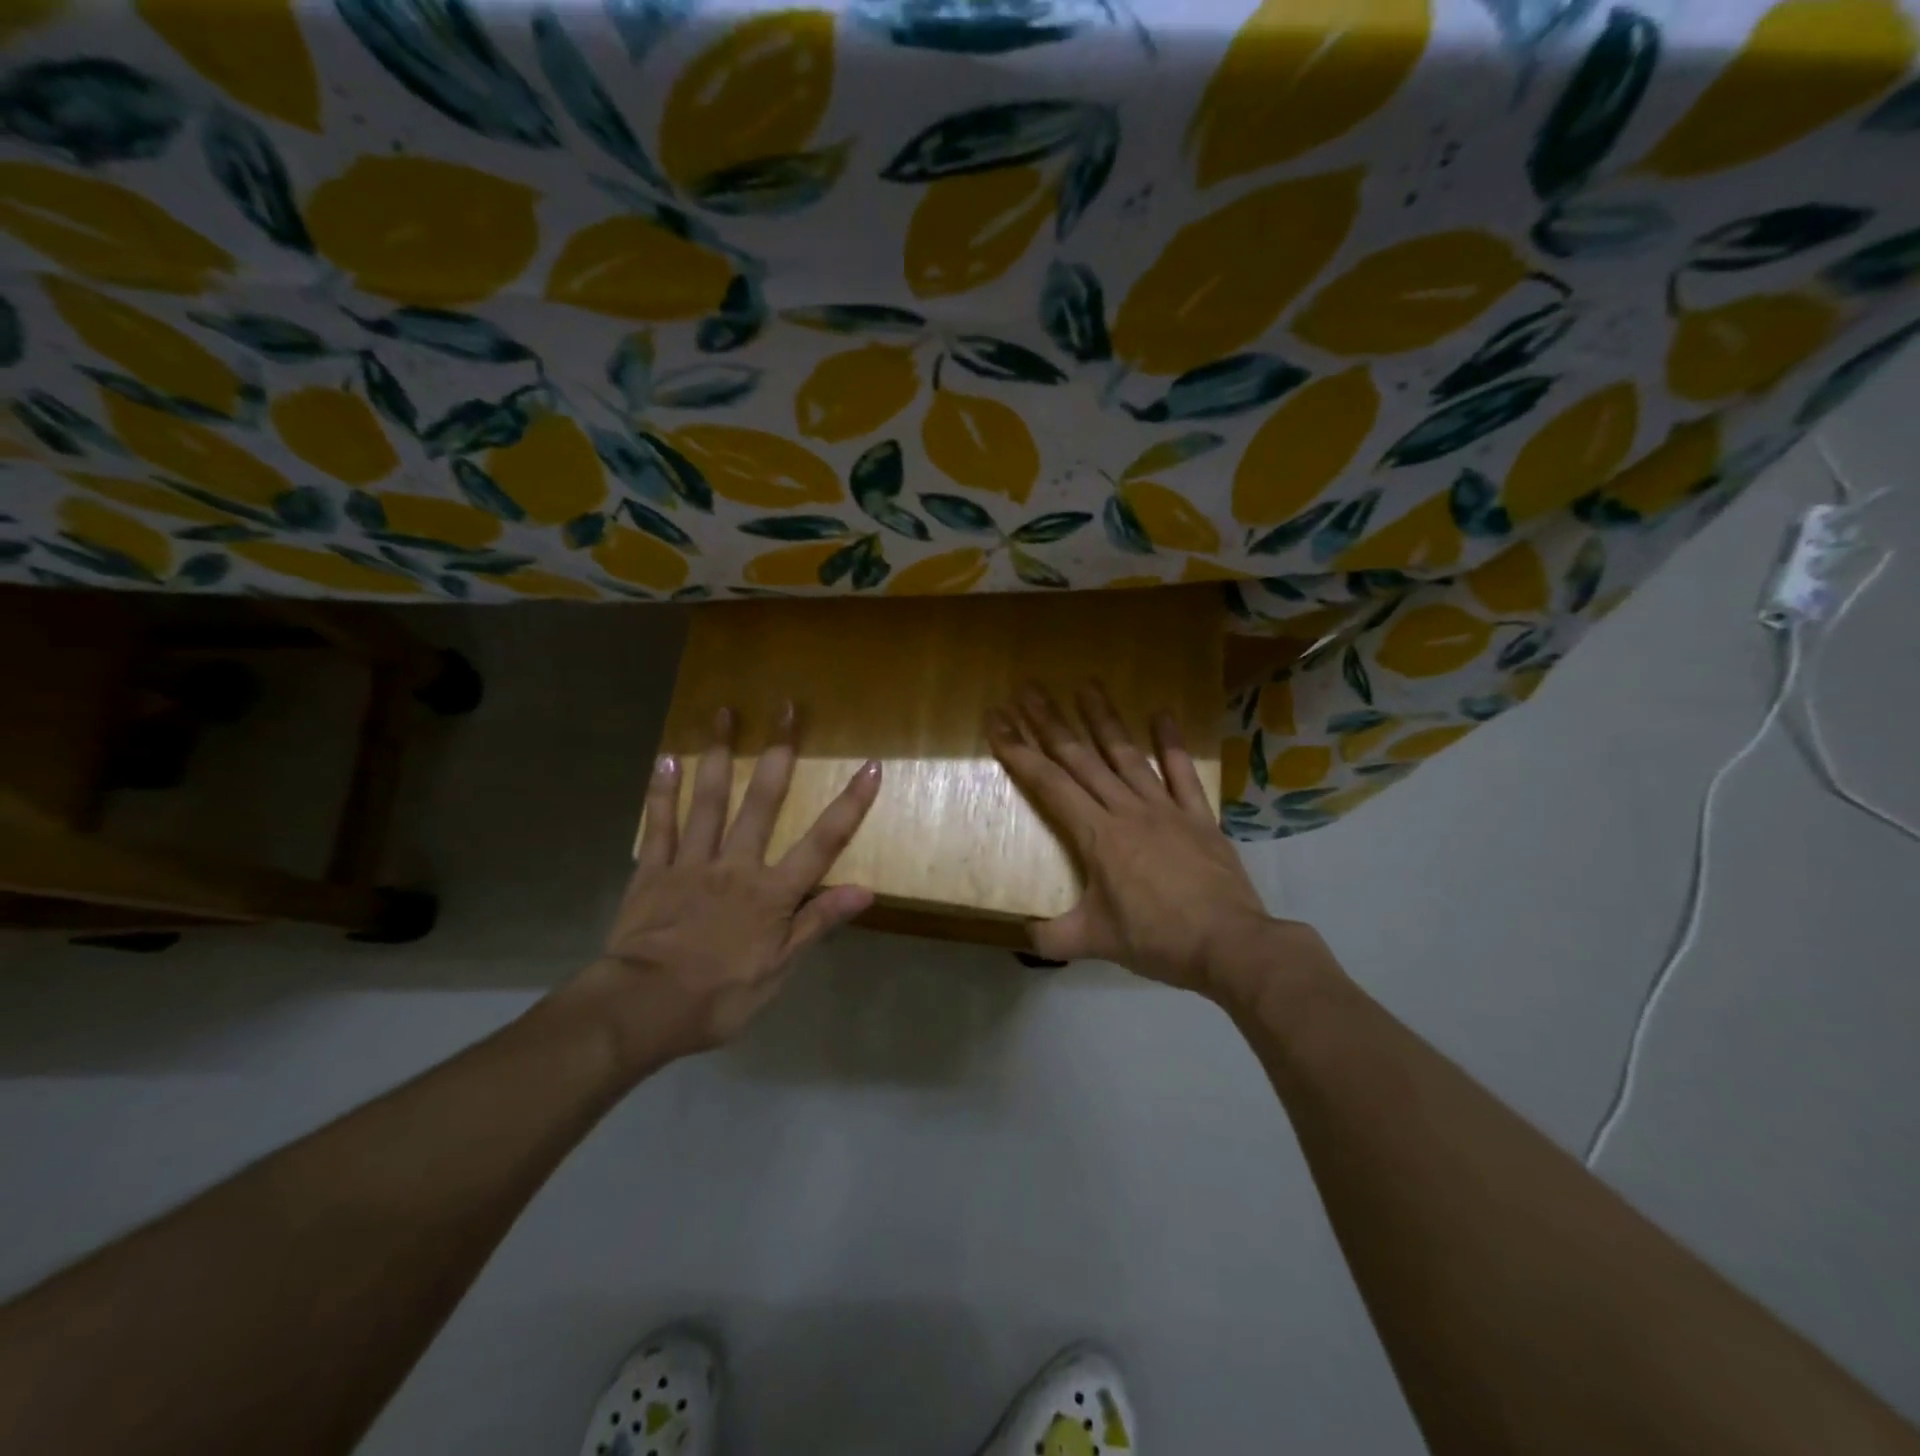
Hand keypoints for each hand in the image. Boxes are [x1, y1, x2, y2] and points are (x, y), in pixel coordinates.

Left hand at [581, 704, 879, 1065]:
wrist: (642, 1008)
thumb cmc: (719, 996)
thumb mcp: (780, 970)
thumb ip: (818, 923)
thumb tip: (866, 889)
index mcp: (772, 892)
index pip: (822, 841)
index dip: (850, 804)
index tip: (870, 766)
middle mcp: (736, 864)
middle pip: (763, 802)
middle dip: (779, 753)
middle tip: (786, 708)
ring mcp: (691, 863)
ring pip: (709, 800)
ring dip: (720, 755)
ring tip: (723, 714)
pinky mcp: (652, 871)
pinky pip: (658, 825)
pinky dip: (662, 792)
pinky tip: (667, 760)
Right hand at [987, 683, 1272, 998]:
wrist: (1229, 944)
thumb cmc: (1157, 940)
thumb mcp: (1095, 942)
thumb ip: (1052, 937)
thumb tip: (1024, 933)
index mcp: (1098, 836)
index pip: (1049, 784)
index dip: (1019, 751)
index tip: (999, 720)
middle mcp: (1127, 810)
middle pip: (1081, 759)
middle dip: (1051, 722)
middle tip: (1030, 688)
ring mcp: (1165, 809)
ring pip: (1127, 755)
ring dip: (1104, 719)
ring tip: (1086, 685)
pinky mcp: (1198, 816)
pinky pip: (1181, 772)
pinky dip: (1171, 743)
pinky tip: (1162, 713)